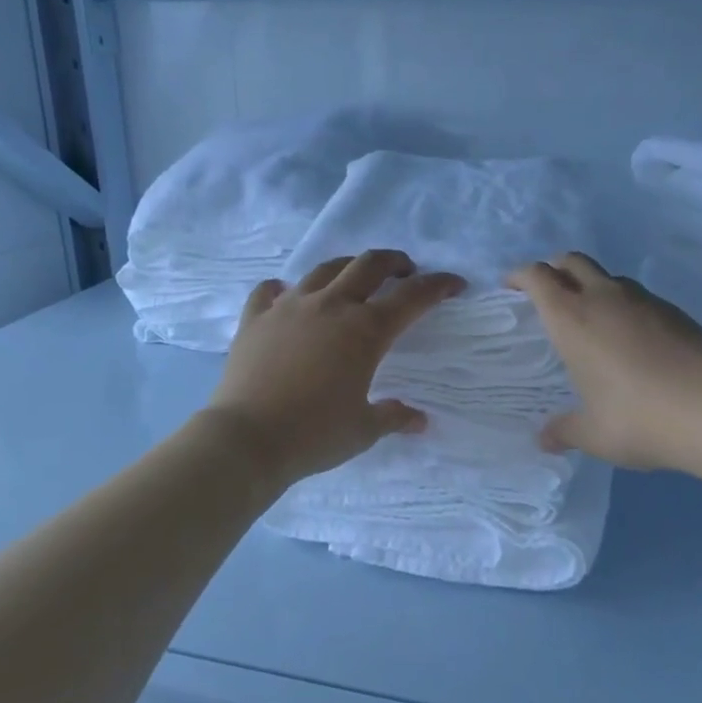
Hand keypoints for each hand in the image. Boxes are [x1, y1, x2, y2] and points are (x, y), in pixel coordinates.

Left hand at [206, 250, 465, 484]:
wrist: (246, 439)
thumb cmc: (314, 435)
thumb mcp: (364, 430)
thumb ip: (394, 417)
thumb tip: (419, 419)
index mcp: (365, 331)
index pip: (412, 297)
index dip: (438, 286)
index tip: (454, 284)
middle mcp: (330, 306)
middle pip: (369, 265)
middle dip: (395, 262)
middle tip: (405, 272)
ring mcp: (289, 307)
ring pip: (324, 269)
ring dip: (348, 268)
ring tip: (354, 280)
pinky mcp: (255, 317)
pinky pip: (271, 290)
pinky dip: (285, 289)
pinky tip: (288, 297)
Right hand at [506, 252, 701, 469]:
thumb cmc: (638, 418)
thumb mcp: (594, 433)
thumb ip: (565, 431)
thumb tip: (544, 439)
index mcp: (572, 318)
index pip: (537, 277)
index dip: (520, 276)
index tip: (511, 287)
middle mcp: (604, 298)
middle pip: (571, 260)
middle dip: (554, 269)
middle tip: (547, 295)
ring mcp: (643, 300)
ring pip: (607, 276)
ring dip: (591, 285)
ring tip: (591, 319)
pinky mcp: (675, 311)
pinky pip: (637, 296)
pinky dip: (623, 305)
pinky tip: (631, 338)